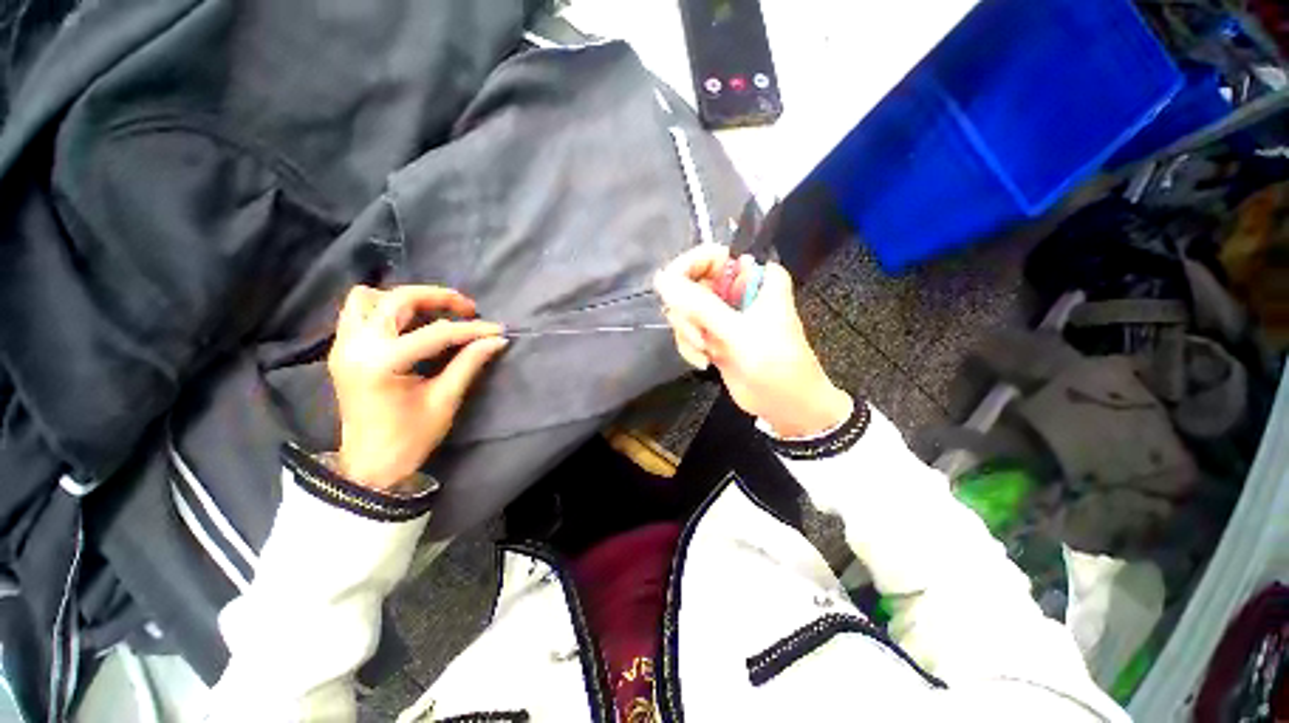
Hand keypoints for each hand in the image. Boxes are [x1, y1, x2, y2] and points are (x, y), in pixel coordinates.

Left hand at [328, 285, 506, 490]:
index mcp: (382, 364)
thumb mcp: (445, 400)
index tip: (498, 329)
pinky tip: (408, 325)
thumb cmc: (410, 438)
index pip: (436, 332)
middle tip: (466, 310)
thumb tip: (496, 340)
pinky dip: (384, 309)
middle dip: (437, 298)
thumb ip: (469, 363)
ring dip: (403, 299)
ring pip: (367, 298)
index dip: (472, 329)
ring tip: (432, 314)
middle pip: (397, 299)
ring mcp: (343, 346)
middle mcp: (356, 346)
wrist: (369, 465)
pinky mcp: (342, 350)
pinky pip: (356, 312)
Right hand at [654, 244, 851, 437]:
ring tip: (707, 352)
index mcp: (754, 276)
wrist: (786, 405)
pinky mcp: (713, 335)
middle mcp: (736, 290)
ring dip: (688, 333)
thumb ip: (700, 306)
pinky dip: (690, 347)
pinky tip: (705, 362)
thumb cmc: (775, 364)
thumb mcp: (738, 333)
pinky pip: (686, 331)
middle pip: (690, 284)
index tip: (672, 293)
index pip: (709, 255)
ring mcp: (722, 314)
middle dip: (688, 313)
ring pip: (684, 310)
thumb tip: (661, 279)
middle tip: (701, 335)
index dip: (686, 269)